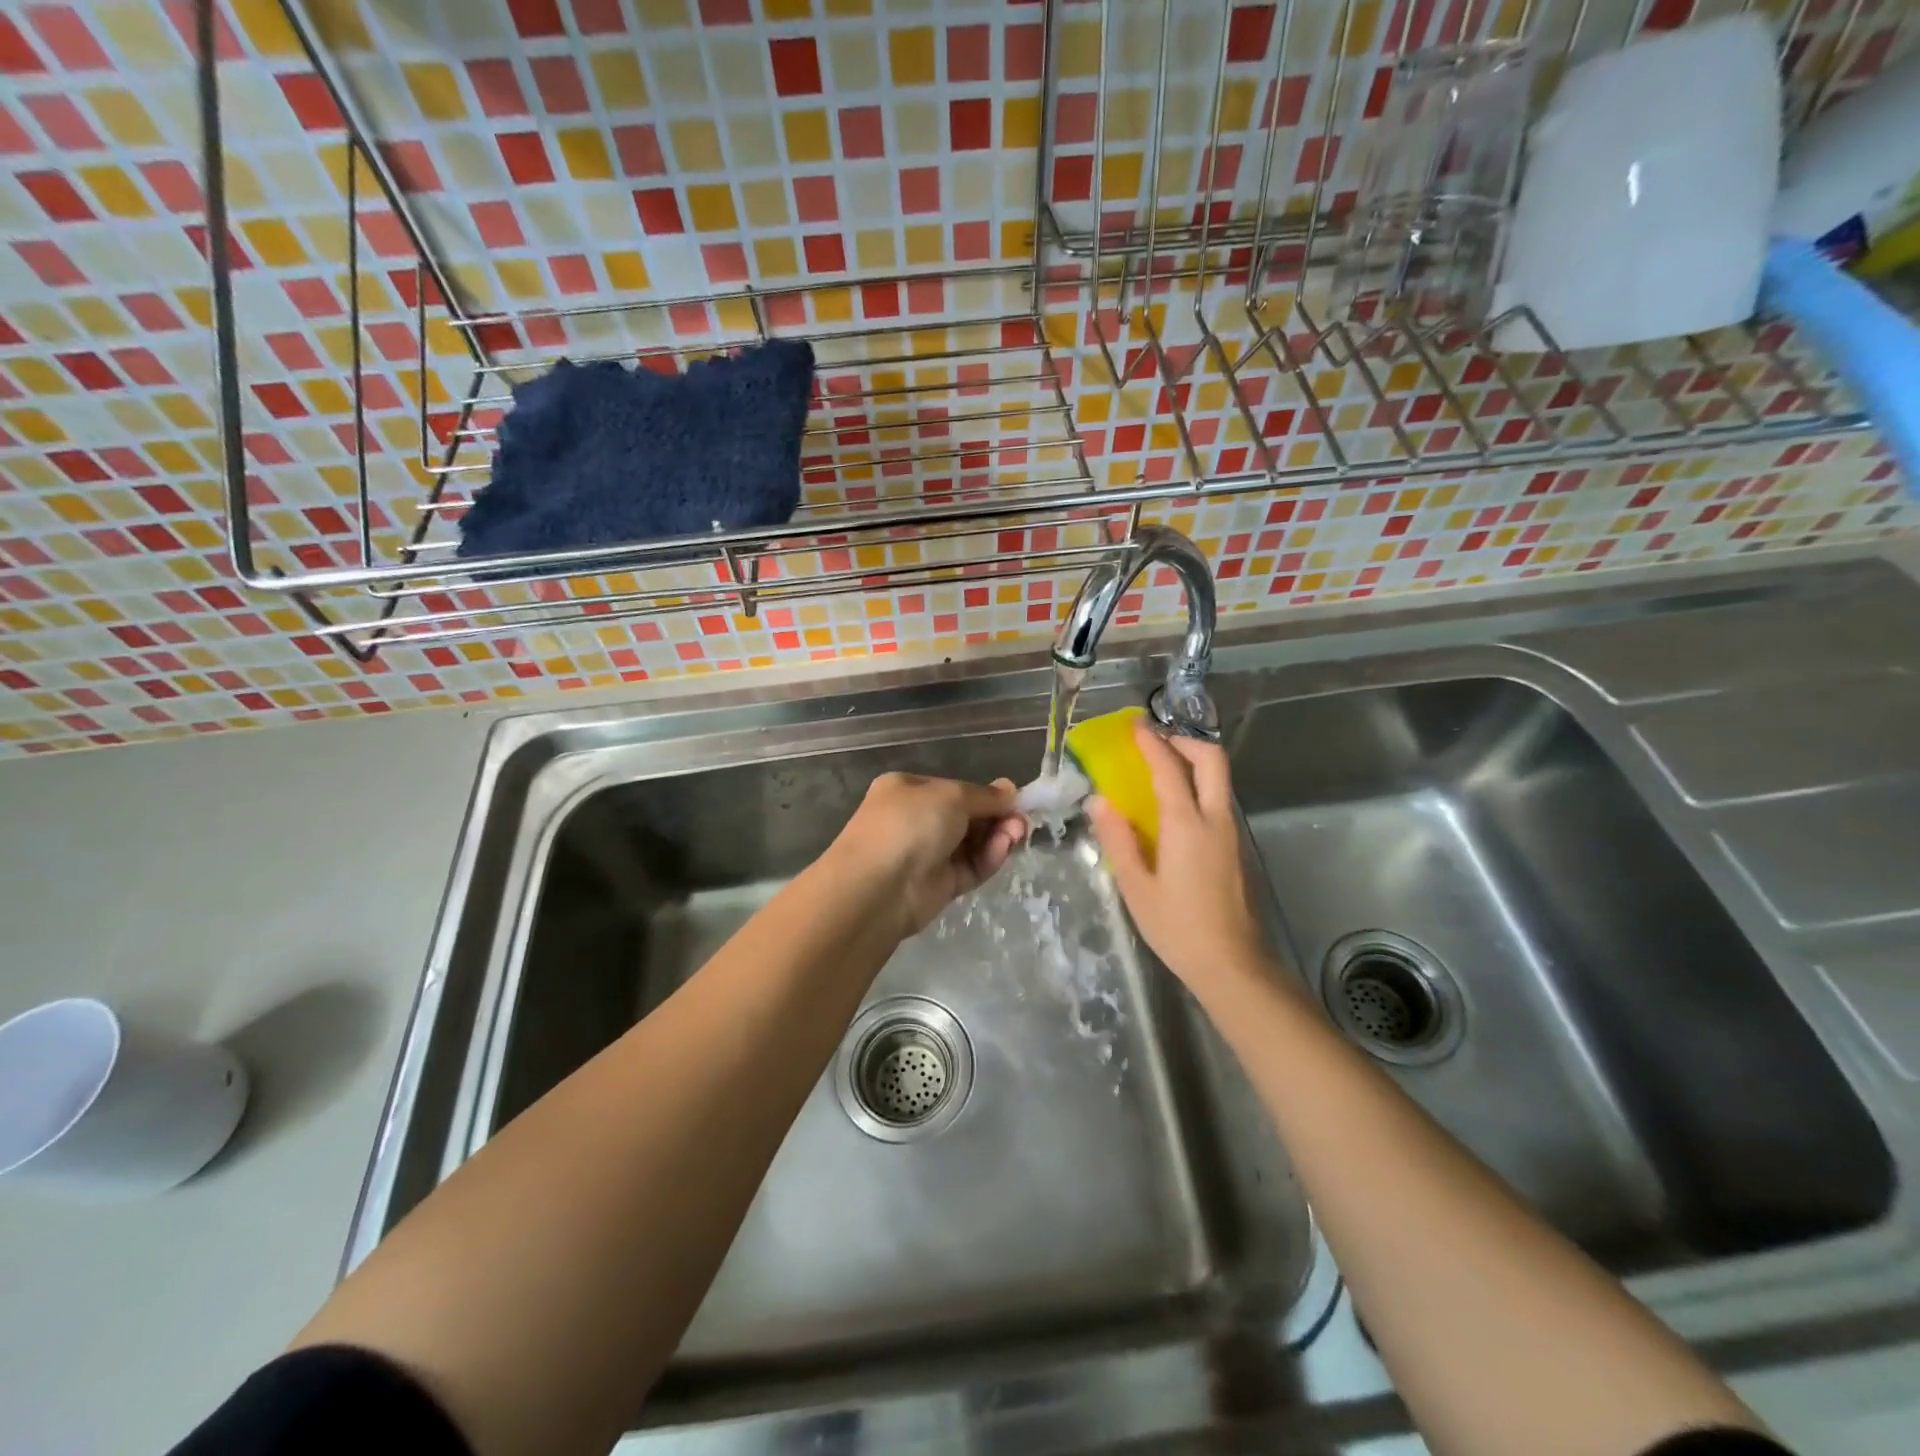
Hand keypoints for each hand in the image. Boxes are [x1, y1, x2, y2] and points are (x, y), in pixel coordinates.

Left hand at [832, 773, 1027, 937]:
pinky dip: (988, 858)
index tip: (1015, 799)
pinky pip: (970, 868)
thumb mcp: (951, 796)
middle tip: (1021, 820)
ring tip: (1017, 834)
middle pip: (966, 817)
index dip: (985, 794)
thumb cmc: (909, 824)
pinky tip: (1003, 849)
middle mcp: (915, 820)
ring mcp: (926, 855)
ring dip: (997, 837)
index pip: (954, 789)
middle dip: (996, 817)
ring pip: (971, 843)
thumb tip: (1010, 790)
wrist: (878, 887)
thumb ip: (985, 795)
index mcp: (907, 790)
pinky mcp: (939, 886)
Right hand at [1088, 723, 1270, 990]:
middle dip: (1184, 741)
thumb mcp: (1136, 886)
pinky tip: (1172, 806)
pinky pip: (1217, 799)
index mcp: (1187, 824)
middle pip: (1212, 759)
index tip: (1135, 726)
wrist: (1231, 964)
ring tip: (1159, 768)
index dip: (1151, 742)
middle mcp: (1215, 819)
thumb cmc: (1177, 927)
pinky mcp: (1234, 847)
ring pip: (1219, 779)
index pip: (1169, 768)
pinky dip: (1197, 785)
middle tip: (1155, 743)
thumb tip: (1100, 801)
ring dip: (1193, 761)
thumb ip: (1118, 839)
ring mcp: (1230, 832)